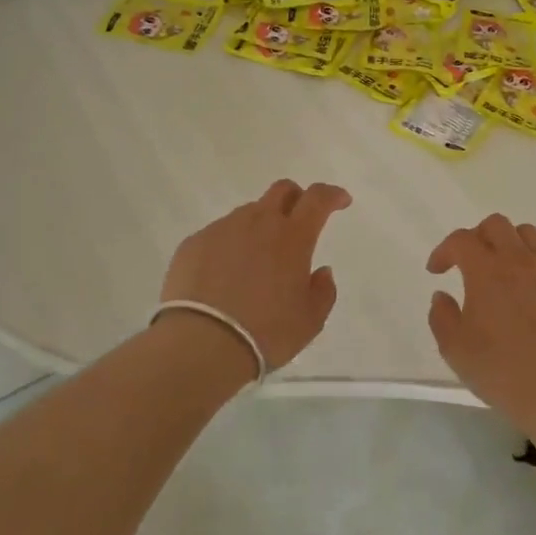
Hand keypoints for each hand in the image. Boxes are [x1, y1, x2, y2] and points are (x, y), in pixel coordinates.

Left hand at [159, 179, 351, 373]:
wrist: (201, 344)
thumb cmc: (266, 332)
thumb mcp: (310, 320)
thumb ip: (323, 291)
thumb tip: (322, 272)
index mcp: (292, 236)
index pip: (318, 198)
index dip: (332, 194)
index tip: (341, 201)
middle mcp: (258, 222)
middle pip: (281, 191)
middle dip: (296, 198)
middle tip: (298, 221)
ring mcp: (223, 229)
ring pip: (248, 213)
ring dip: (260, 226)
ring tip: (256, 260)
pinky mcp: (194, 243)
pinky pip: (219, 234)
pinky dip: (229, 246)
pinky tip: (224, 275)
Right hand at [427, 214, 535, 432]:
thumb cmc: (500, 369)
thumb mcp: (455, 349)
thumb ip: (442, 317)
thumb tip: (442, 296)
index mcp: (486, 270)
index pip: (461, 240)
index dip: (444, 250)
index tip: (436, 271)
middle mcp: (519, 261)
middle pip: (497, 225)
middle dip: (477, 236)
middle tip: (469, 262)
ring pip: (528, 235)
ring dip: (509, 243)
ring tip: (501, 269)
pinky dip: (532, 268)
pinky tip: (528, 296)